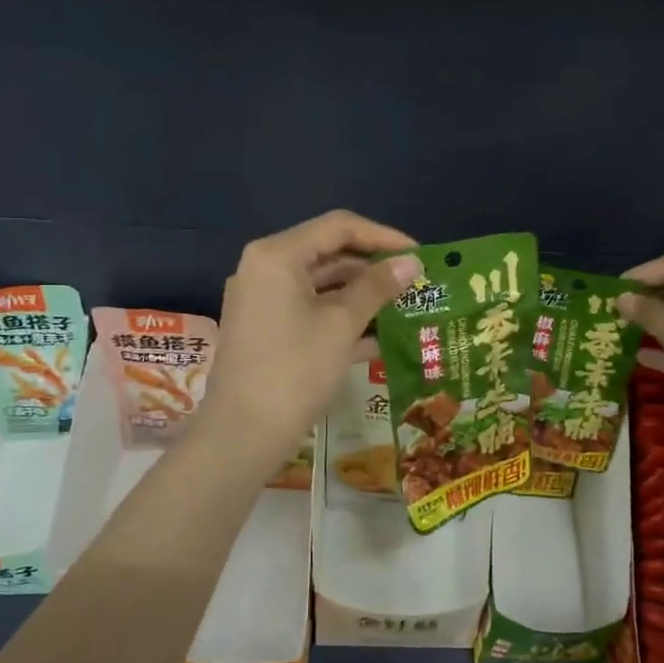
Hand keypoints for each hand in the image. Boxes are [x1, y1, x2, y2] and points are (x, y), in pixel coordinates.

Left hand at [197, 210, 420, 469]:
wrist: (243, 435)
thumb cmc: (294, 370)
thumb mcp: (342, 324)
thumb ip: (378, 287)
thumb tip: (413, 261)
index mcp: (277, 256)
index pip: (338, 227)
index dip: (383, 237)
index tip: (420, 255)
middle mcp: (265, 270)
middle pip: (329, 254)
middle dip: (374, 269)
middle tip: (416, 284)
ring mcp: (263, 302)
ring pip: (322, 286)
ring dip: (362, 296)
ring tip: (407, 309)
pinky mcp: (267, 331)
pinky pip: (311, 313)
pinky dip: (343, 320)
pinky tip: (381, 339)